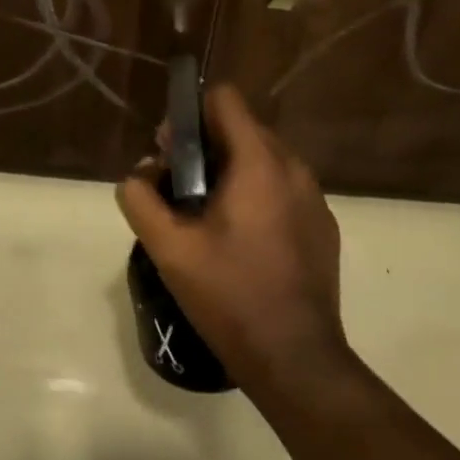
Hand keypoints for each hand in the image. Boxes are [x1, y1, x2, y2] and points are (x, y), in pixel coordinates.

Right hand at [116, 86, 347, 398]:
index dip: (190, 114)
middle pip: (242, 129)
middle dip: (205, 147)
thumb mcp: (168, 249)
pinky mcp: (322, 226)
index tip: (170, 150)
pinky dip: (257, 196)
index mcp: (259, 163)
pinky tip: (240, 242)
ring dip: (231, 172)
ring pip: (263, 160)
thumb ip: (140, 200)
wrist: (296, 359)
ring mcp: (314, 198)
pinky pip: (283, 189)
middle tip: (178, 189)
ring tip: (206, 217)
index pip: (224, 100)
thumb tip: (137, 176)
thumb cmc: (229, 296)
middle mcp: (293, 169)